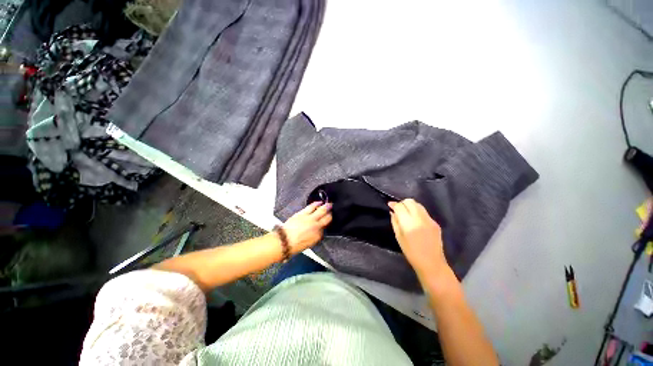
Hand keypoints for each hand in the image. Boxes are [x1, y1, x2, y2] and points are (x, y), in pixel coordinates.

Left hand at [282, 202, 331, 252]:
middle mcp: (316, 226)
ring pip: (321, 210)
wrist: (284, 241)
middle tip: (333, 208)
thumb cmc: (295, 245)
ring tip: (328, 203)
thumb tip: (320, 230)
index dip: (329, 222)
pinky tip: (319, 202)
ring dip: (325, 206)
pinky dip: (316, 204)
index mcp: (318, 235)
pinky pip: (311, 206)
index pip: (326, 227)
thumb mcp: (309, 243)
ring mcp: (310, 218)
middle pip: (327, 217)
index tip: (330, 219)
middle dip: (331, 212)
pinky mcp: (303, 213)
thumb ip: (316, 236)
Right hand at [389, 199, 448, 278]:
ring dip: (410, 206)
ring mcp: (429, 220)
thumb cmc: (411, 252)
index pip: (400, 206)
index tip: (390, 205)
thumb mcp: (398, 237)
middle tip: (398, 209)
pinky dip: (417, 212)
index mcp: (409, 224)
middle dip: (402, 203)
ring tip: (406, 213)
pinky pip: (424, 212)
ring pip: (418, 205)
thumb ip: (395, 222)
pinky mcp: (435, 223)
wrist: (432, 263)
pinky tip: (415, 221)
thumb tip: (392, 212)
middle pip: (410, 201)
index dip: (394, 204)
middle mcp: (420, 219)